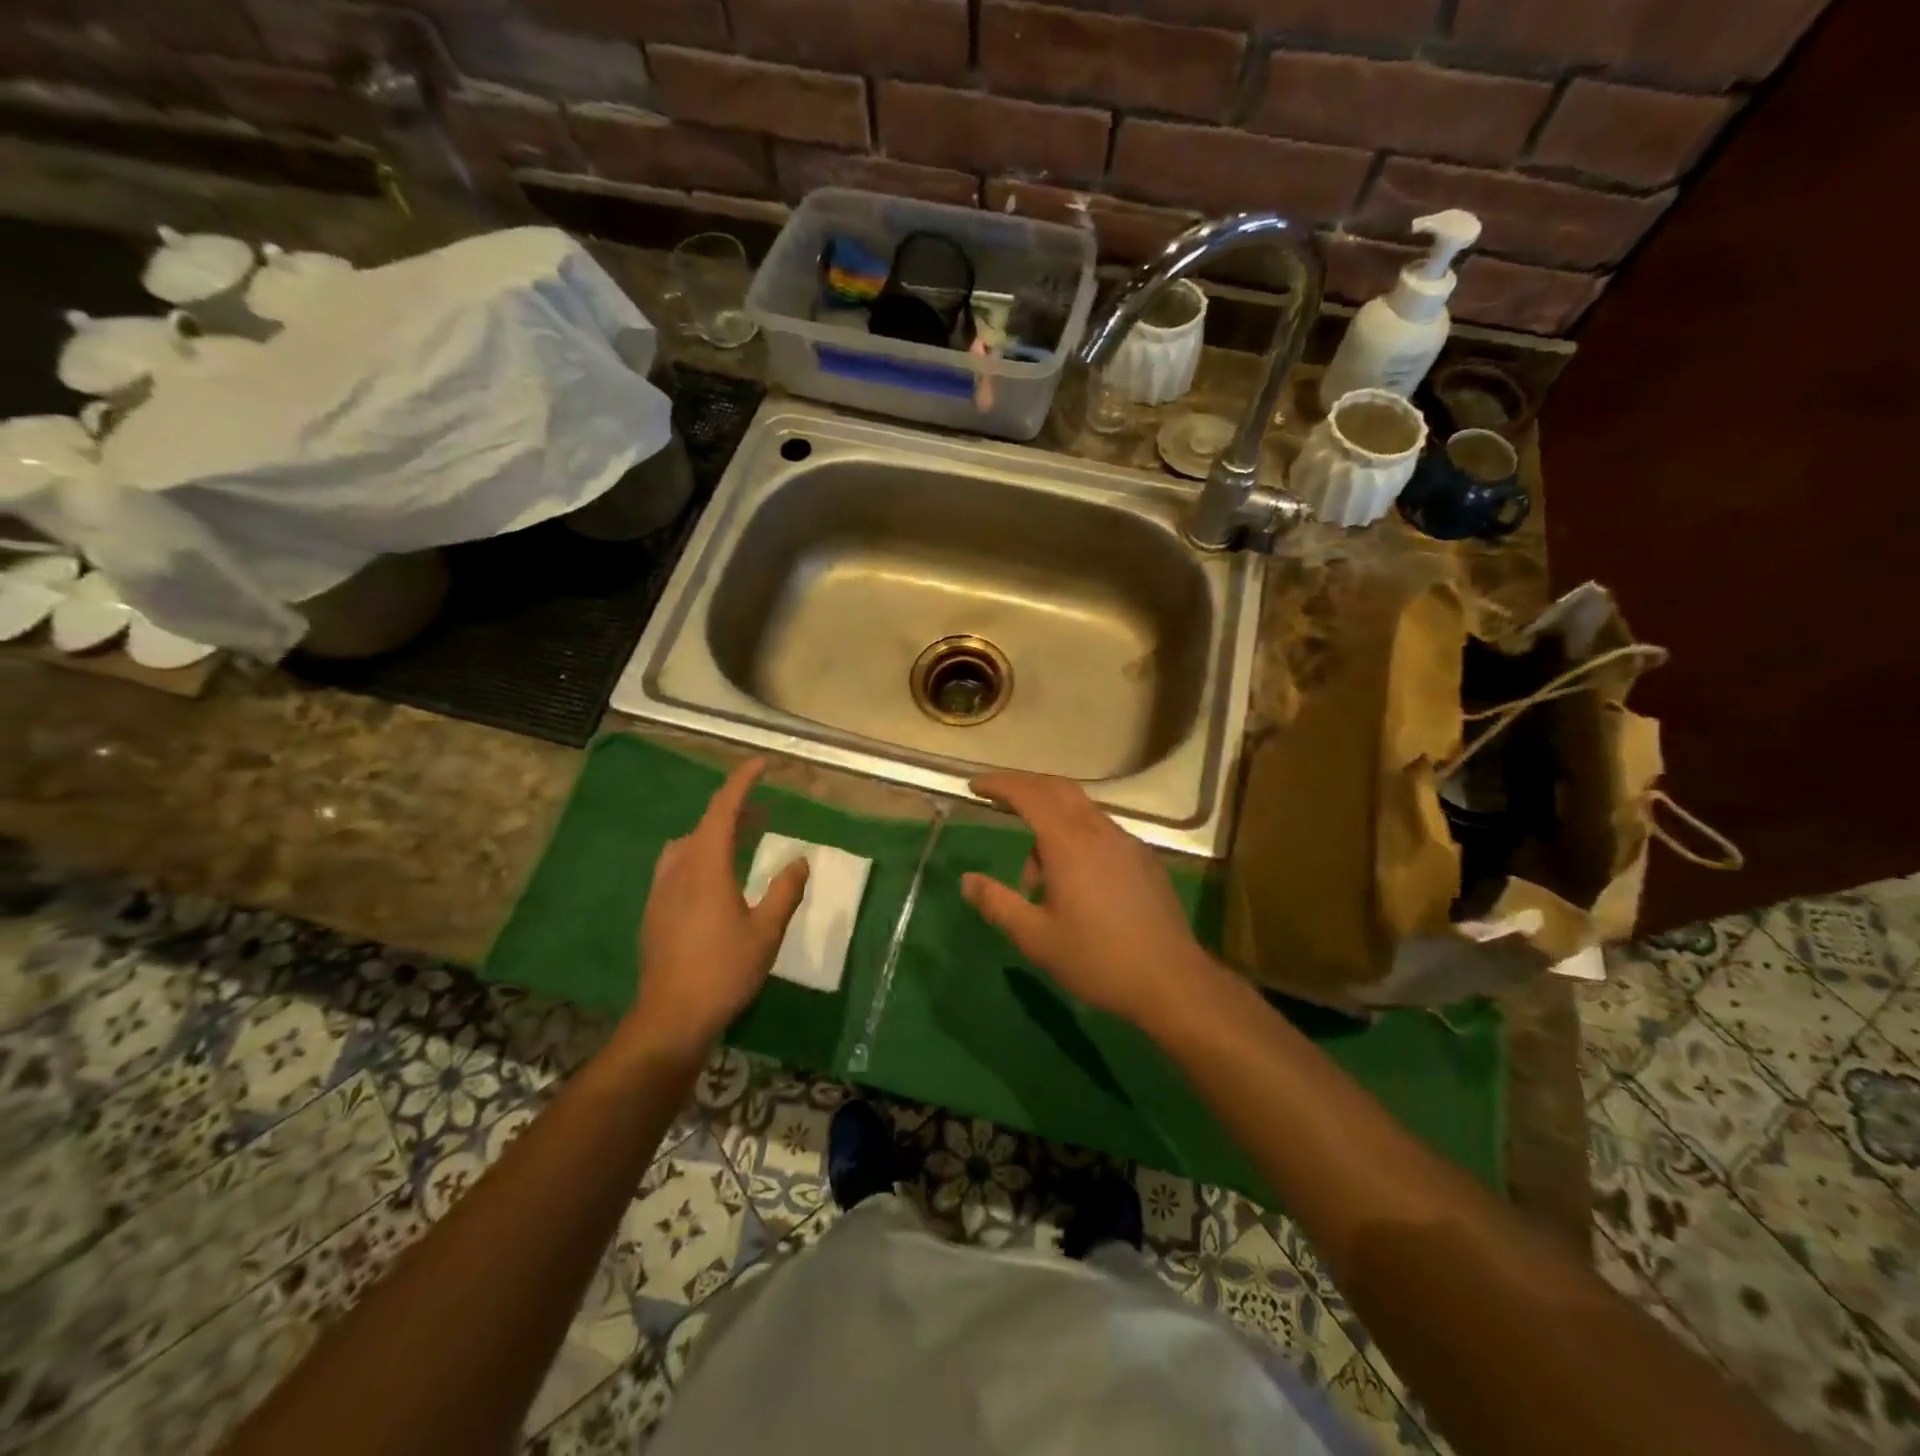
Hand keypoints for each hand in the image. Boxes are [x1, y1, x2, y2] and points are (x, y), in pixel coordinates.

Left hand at [624, 757, 808, 1057]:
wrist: (670, 1018)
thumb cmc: (723, 971)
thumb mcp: (766, 932)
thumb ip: (785, 891)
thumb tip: (799, 861)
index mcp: (706, 867)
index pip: (723, 809)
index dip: (743, 782)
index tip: (763, 764)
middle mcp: (678, 869)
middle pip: (705, 824)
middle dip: (735, 809)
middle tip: (764, 810)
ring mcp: (661, 890)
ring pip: (688, 845)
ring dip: (716, 833)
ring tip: (743, 841)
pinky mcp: (655, 911)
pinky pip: (679, 866)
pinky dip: (702, 855)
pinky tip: (718, 880)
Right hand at [961, 772, 1215, 1028]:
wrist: (1171, 981)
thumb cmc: (1097, 959)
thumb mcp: (1036, 938)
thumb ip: (998, 904)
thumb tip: (967, 881)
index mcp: (1069, 844)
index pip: (1029, 795)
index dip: (1000, 785)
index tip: (975, 785)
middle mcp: (1099, 832)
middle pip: (1058, 790)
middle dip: (1025, 788)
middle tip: (999, 801)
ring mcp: (1127, 843)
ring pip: (1081, 813)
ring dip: (1051, 826)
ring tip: (1036, 880)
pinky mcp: (1144, 859)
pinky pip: (1101, 832)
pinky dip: (1076, 839)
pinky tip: (1074, 882)